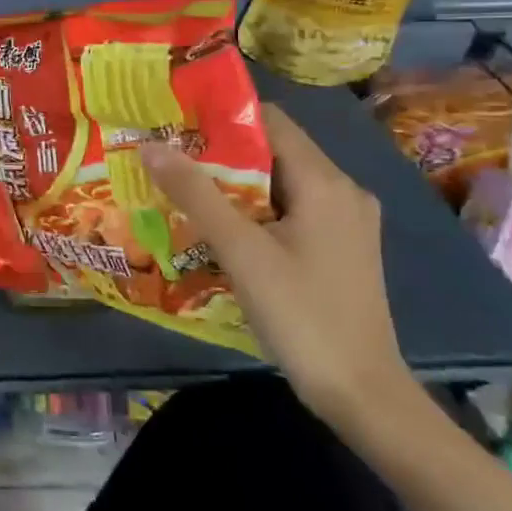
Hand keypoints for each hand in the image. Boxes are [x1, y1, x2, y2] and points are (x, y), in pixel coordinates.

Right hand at [141, 105, 415, 429]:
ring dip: (234, 184)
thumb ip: (196, 194)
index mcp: (325, 182)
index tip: (175, 123)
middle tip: (168, 158)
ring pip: (279, 183)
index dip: (221, 116)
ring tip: (182, 189)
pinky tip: (219, 228)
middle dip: (220, 153)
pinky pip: (290, 211)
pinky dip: (254, 210)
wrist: (361, 393)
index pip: (270, 121)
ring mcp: (345, 223)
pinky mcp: (339, 249)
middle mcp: (342, 192)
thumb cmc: (301, 314)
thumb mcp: (241, 251)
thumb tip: (150, 146)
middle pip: (274, 151)